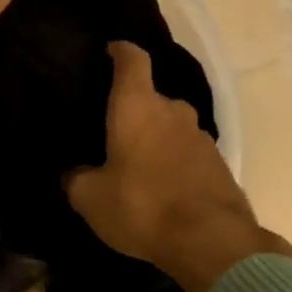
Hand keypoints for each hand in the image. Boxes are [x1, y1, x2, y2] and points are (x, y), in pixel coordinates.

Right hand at [65, 42, 291, 291]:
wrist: (211, 241)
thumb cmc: (141, 207)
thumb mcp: (90, 198)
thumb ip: (76, 179)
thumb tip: (72, 173)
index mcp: (137, 107)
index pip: (132, 60)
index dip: (120, 51)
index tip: (110, 50)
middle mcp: (173, 112)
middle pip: (152, 98)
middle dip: (134, 110)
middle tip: (113, 131)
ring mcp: (201, 136)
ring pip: (171, 127)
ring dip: (156, 139)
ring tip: (138, 164)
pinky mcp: (219, 163)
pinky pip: (188, 153)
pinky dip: (174, 162)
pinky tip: (163, 187)